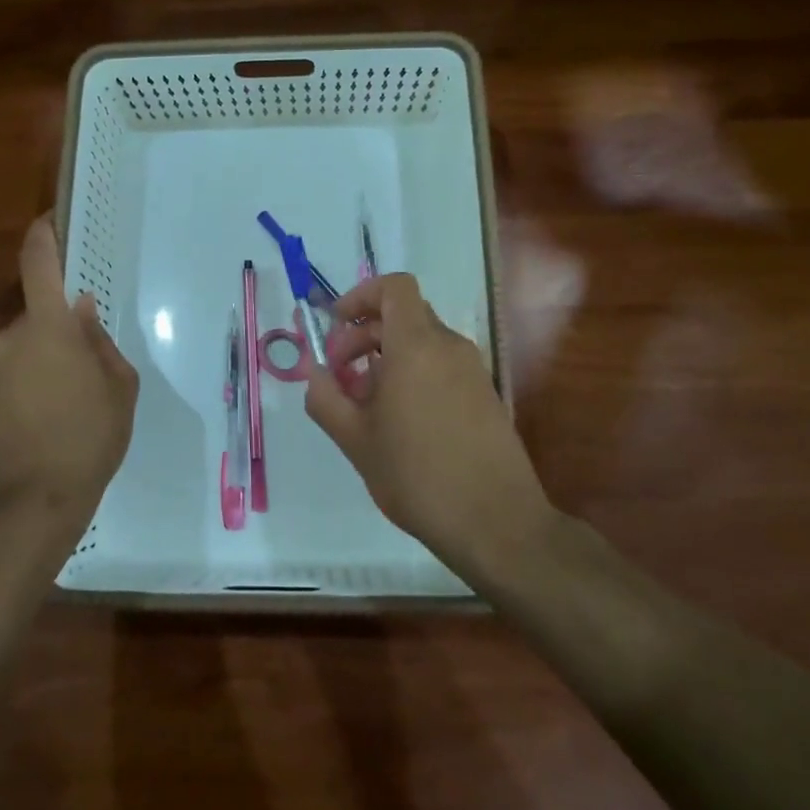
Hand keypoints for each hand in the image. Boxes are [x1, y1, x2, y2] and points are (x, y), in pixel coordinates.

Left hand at [0, 216, 138, 525]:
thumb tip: (83, 313)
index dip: (43, 236)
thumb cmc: (89, 438)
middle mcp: (10, 339)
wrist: (32, 503)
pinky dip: (30, 384)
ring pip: (25, 347)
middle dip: (61, 329)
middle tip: (90, 365)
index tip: (50, 220)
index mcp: (48, 328)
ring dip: (46, 360)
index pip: (39, 265)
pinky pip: (11, 374)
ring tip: (72, 402)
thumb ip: (100, 342)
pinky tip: (49, 420)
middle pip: (38, 315)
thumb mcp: (119, 388)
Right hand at [306, 274, 551, 562]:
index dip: (361, 296)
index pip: (394, 287)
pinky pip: (441, 365)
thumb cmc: (417, 476)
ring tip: (364, 404)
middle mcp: (449, 347)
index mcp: (416, 346)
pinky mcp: (484, 394)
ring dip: (386, 357)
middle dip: (363, 334)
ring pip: (422, 342)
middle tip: (339, 374)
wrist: (496, 522)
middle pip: (403, 314)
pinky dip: (413, 374)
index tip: (335, 326)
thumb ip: (325, 398)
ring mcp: (472, 370)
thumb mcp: (355, 440)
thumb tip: (313, 372)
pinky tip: (399, 421)